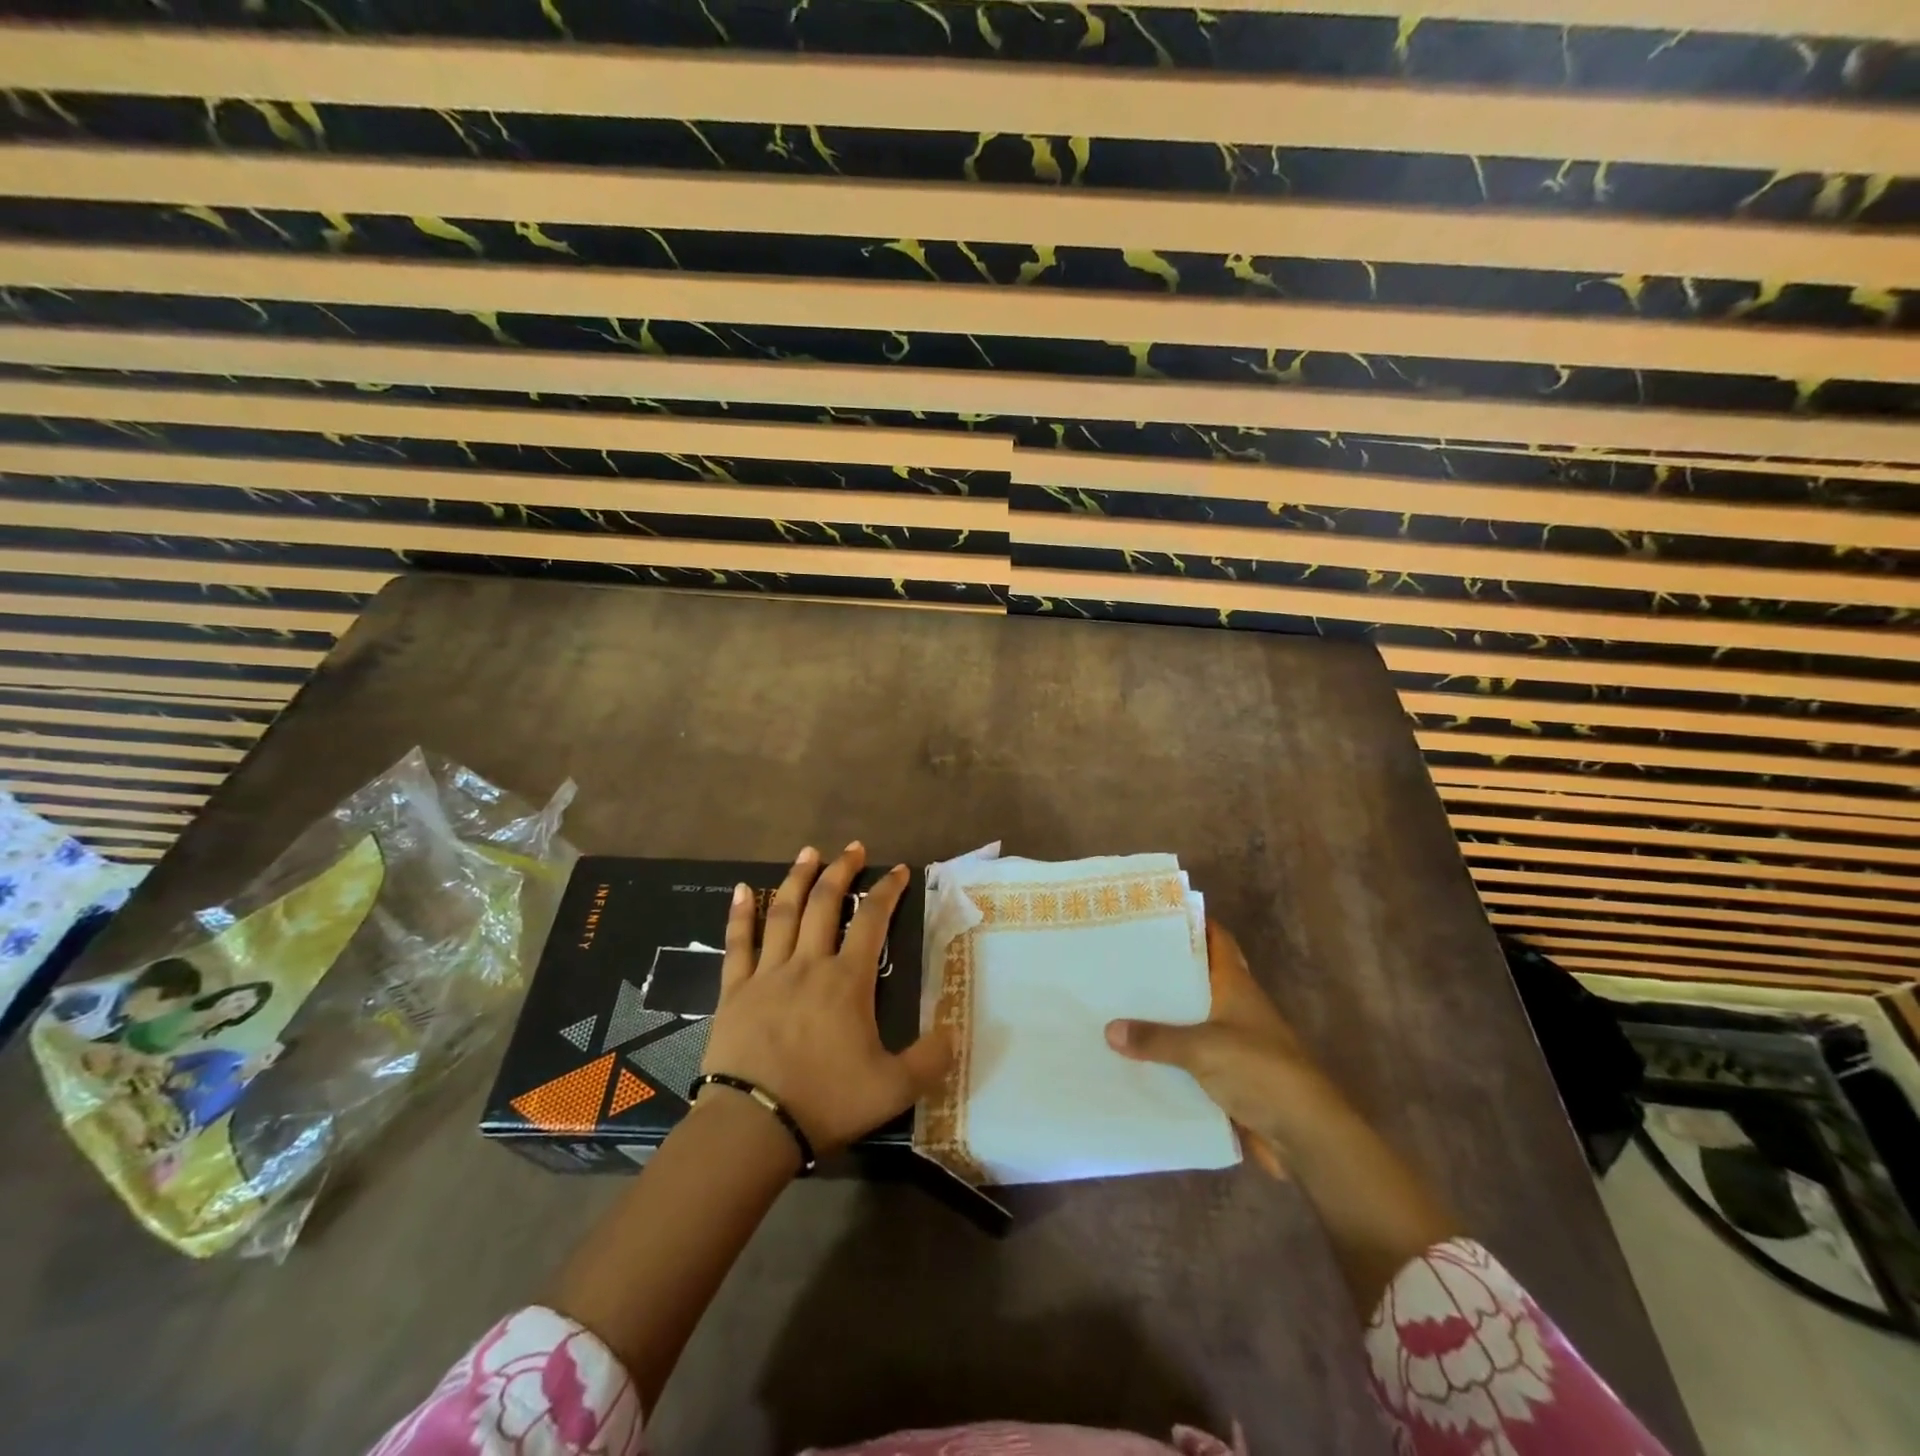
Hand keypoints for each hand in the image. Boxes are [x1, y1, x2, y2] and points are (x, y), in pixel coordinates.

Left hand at [700, 842, 952, 1156]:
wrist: (753, 1125)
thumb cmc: (826, 1101)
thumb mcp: (894, 1088)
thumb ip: (929, 1059)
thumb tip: (954, 1032)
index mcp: (847, 980)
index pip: (872, 921)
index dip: (887, 891)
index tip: (898, 870)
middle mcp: (808, 964)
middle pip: (825, 903)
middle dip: (842, 871)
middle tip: (853, 848)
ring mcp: (768, 973)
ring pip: (783, 912)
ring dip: (797, 879)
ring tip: (808, 853)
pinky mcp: (734, 990)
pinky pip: (738, 943)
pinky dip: (740, 914)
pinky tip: (740, 889)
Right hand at [1106, 918, 1347, 1177]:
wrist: (1304, 1135)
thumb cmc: (1260, 1072)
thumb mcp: (1203, 1048)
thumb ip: (1156, 1038)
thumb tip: (1109, 1029)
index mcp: (1236, 986)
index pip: (1217, 940)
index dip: (1193, 922)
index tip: (1155, 913)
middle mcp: (1234, 1008)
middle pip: (1196, 979)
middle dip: (1163, 970)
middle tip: (1120, 958)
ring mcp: (1231, 1044)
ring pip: (1189, 1020)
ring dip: (1161, 1016)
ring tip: (1114, 1002)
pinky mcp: (1226, 1078)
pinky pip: (1188, 1060)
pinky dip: (1165, 1056)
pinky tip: (1131, 1055)